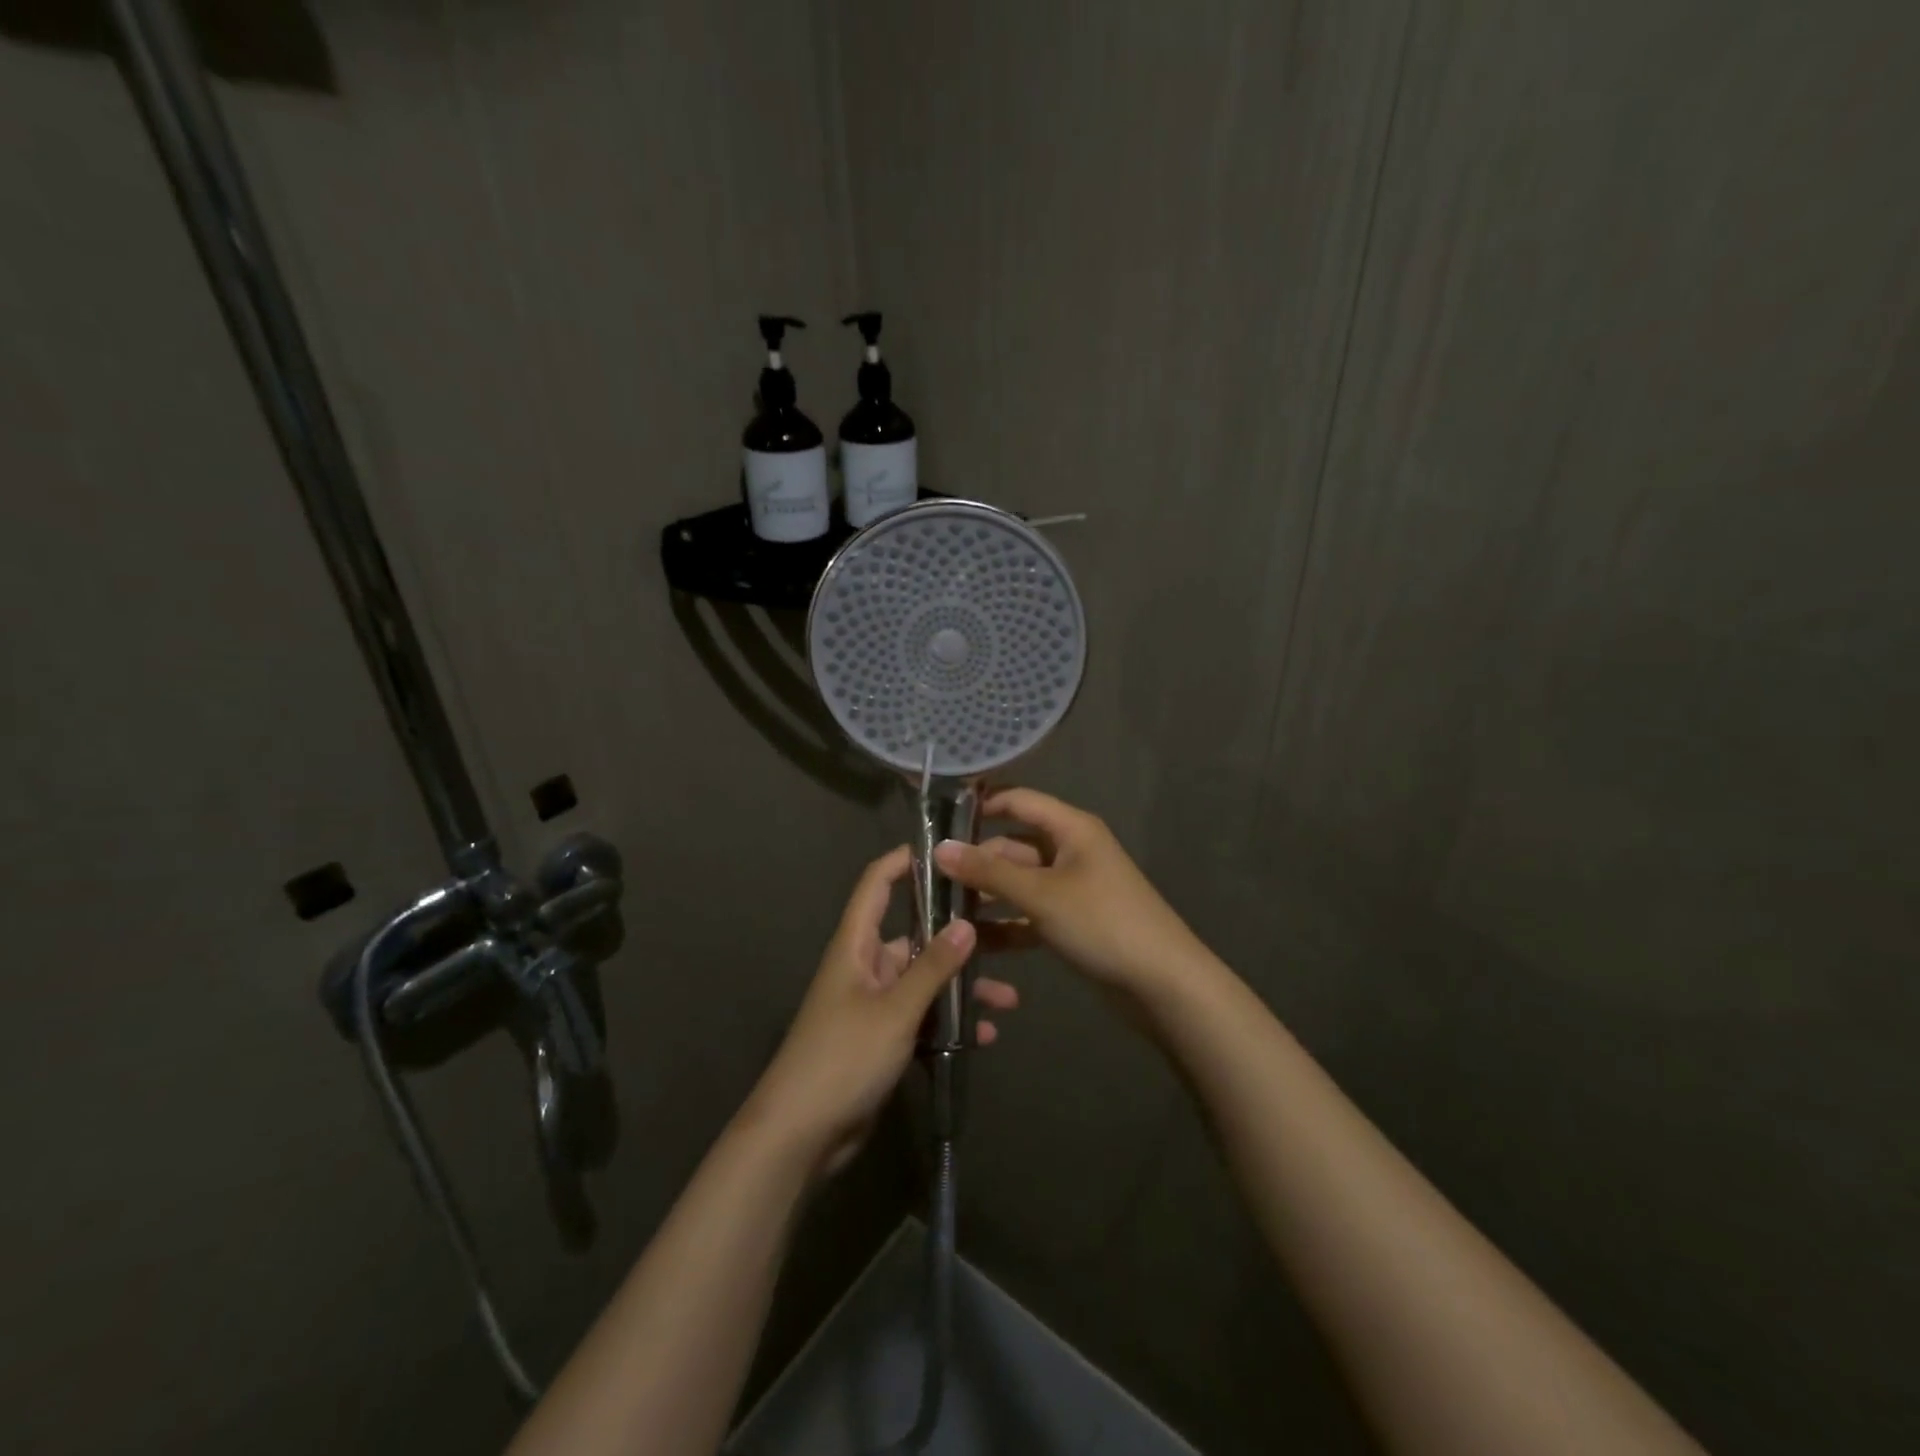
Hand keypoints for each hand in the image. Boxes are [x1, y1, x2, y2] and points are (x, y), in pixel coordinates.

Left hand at [740, 846, 1020, 1179]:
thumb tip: (966, 925)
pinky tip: (983, 1037)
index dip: (905, 861)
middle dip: (958, 939)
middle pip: (914, 937)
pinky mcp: (882, 1039)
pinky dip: (950, 1024)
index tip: (947, 852)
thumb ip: (932, 967)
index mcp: (856, 945)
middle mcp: (865, 967)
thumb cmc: (843, 1057)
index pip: (877, 884)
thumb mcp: (894, 1010)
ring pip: (925, 982)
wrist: (800, 1134)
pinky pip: (923, 1019)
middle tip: (1006, 933)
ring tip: (1008, 1000)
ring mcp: (874, 1005)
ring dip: (962, 989)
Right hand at [933, 788, 1208, 1001]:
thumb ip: (989, 872)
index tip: (937, 819)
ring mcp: (1070, 888)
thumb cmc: (1102, 922)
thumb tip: (939, 848)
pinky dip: (1005, 924)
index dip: (981, 805)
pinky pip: (1029, 914)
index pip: (1019, 801)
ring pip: (1018, 883)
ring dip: (985, 895)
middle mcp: (1070, 851)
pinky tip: (972, 940)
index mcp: (1071, 829)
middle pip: (1013, 846)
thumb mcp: (1041, 894)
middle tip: (928, 878)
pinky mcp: (1071, 922)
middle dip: (976, 861)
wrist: (1162, 984)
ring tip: (940, 911)